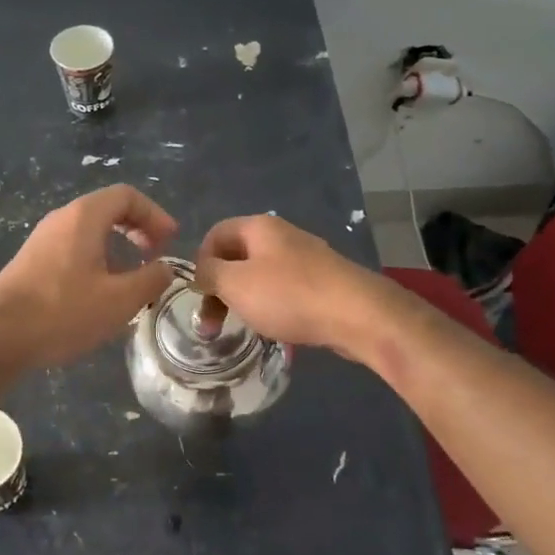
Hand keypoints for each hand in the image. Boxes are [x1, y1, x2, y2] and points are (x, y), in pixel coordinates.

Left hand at [0, 185, 178, 370]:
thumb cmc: (63, 312)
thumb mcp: (120, 300)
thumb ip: (151, 279)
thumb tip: (165, 268)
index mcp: (84, 217)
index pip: (127, 196)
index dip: (155, 215)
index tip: (170, 243)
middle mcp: (61, 219)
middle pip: (107, 209)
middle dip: (138, 229)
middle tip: (155, 256)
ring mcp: (42, 240)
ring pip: (89, 231)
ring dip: (117, 248)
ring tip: (132, 279)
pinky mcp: (31, 262)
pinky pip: (73, 248)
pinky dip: (96, 260)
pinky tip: (100, 294)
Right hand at [193, 214, 388, 360]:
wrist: (356, 315)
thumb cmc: (288, 295)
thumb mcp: (235, 283)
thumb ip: (209, 274)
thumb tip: (201, 271)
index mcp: (259, 227)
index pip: (215, 234)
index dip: (200, 263)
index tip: (198, 295)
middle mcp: (282, 235)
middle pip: (237, 256)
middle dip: (219, 288)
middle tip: (212, 324)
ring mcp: (305, 258)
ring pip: (260, 275)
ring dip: (244, 300)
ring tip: (242, 326)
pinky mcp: (322, 282)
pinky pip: (284, 290)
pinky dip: (271, 306)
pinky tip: (274, 327)